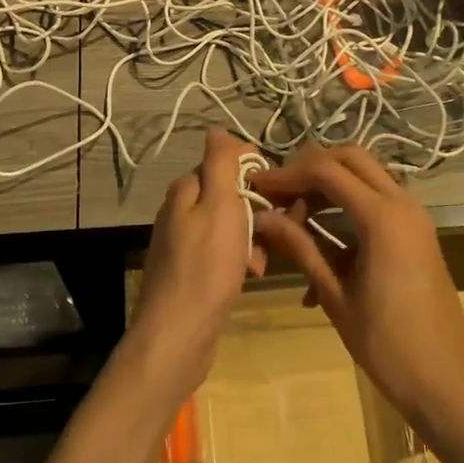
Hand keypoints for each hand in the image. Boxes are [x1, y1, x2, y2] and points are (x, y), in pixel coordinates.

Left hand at [118, 129, 265, 420]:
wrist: (179, 333)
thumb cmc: (206, 266)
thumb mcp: (219, 205)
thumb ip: (219, 164)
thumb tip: (216, 128)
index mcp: (185, 190)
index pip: (226, 161)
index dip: (256, 171)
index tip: (283, 190)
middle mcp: (180, 210)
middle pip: (229, 194)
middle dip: (259, 207)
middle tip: (284, 225)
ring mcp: (184, 241)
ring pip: (230, 224)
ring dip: (254, 235)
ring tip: (267, 256)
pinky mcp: (191, 270)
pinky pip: (223, 251)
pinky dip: (241, 258)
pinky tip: (254, 274)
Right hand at [250, 144, 463, 442]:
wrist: (448, 382)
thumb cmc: (388, 345)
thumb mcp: (335, 296)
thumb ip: (300, 248)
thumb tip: (262, 217)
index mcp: (382, 218)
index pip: (326, 171)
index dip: (287, 174)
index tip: (257, 186)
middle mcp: (403, 204)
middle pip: (350, 159)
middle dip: (310, 169)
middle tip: (279, 194)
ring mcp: (414, 218)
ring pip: (366, 177)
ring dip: (328, 188)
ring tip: (292, 219)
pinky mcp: (417, 233)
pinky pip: (377, 203)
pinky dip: (347, 210)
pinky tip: (321, 248)